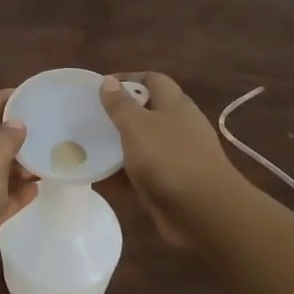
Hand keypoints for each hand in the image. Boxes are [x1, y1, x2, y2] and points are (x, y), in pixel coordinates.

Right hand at [99, 72, 241, 245]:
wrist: (206, 214)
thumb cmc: (170, 160)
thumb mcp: (138, 127)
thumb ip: (121, 105)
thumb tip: (109, 80)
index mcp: (175, 106)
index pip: (153, 80)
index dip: (129, 78)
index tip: (101, 87)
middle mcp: (178, 128)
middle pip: (146, 113)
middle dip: (118, 115)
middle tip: (89, 118)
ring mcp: (175, 158)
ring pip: (141, 145)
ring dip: (117, 146)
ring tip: (87, 147)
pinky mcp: (169, 185)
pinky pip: (140, 174)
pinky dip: (120, 175)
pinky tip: (97, 179)